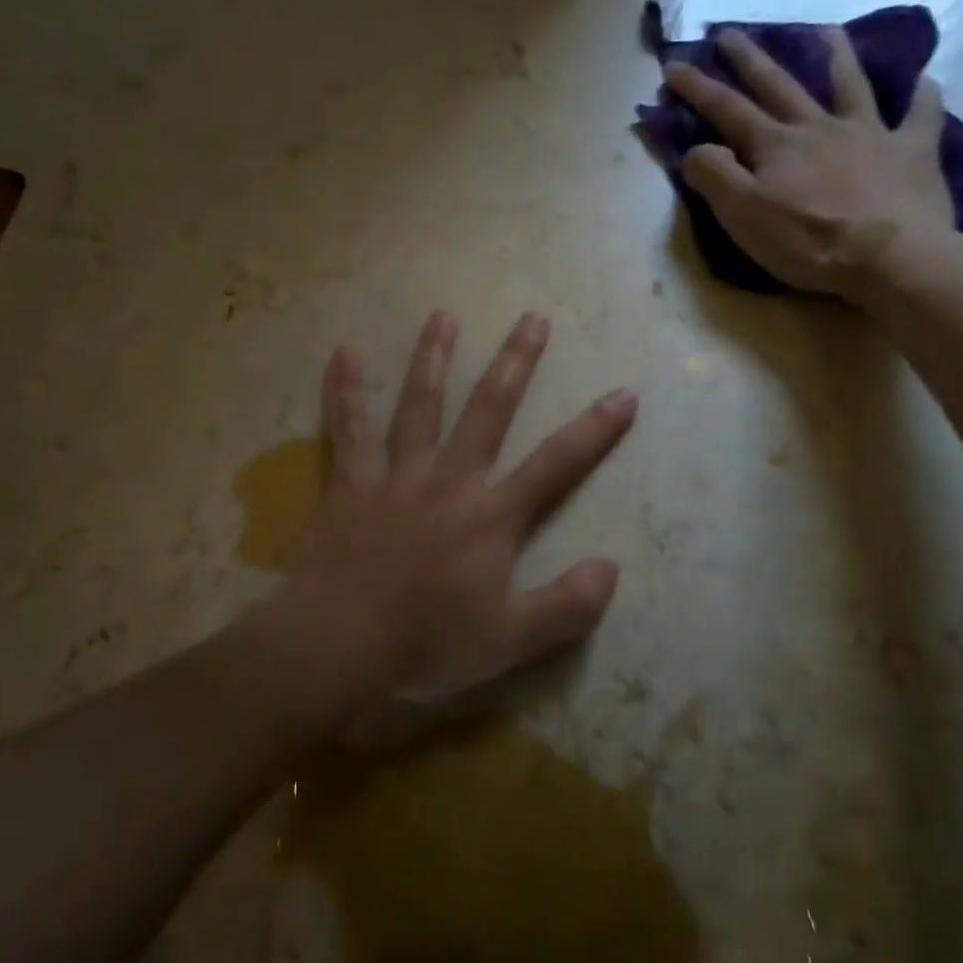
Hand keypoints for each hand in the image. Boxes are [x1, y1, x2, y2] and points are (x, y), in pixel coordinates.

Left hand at [274, 310, 635, 709]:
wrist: (339, 647)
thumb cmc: (427, 645)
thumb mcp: (510, 641)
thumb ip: (566, 606)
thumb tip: (610, 568)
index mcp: (491, 517)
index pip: (556, 465)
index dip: (594, 430)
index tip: (623, 394)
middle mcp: (449, 481)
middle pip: (488, 411)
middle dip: (515, 364)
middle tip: (532, 319)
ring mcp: (396, 476)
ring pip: (419, 405)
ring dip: (433, 358)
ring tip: (444, 316)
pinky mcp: (351, 484)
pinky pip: (348, 429)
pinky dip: (345, 391)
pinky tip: (343, 353)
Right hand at [664, 26, 953, 300]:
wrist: (890, 256)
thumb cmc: (808, 242)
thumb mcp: (743, 216)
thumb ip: (714, 176)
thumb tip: (696, 147)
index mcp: (775, 146)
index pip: (727, 110)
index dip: (698, 87)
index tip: (674, 65)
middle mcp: (818, 128)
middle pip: (779, 85)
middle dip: (750, 59)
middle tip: (731, 33)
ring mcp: (869, 134)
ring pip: (850, 84)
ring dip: (836, 56)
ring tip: (827, 31)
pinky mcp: (911, 151)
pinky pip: (920, 114)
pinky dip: (922, 94)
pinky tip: (924, 79)